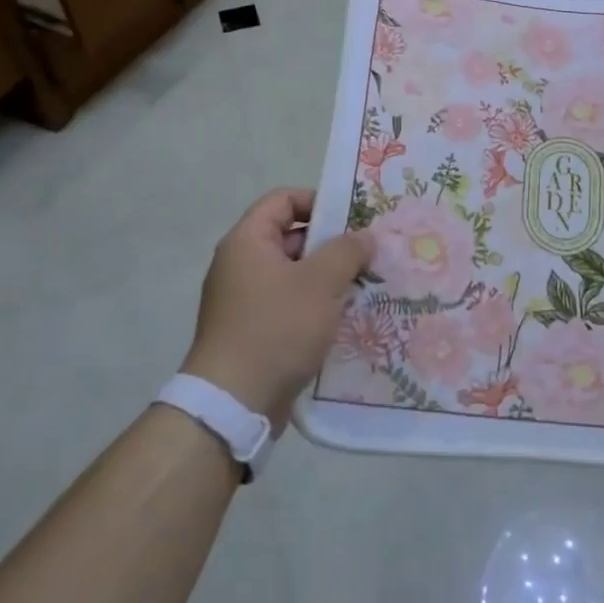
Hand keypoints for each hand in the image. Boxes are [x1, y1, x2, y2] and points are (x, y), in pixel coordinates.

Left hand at [183, 188, 372, 430]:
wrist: (234, 402)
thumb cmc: (277, 328)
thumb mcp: (321, 282)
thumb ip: (347, 251)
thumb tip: (364, 237)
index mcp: (248, 241)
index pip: (283, 200)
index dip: (319, 201)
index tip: (353, 220)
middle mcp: (241, 264)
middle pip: (291, 236)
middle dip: (332, 244)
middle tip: (369, 255)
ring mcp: (245, 299)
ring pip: (295, 274)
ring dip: (328, 277)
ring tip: (365, 286)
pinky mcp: (253, 330)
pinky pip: (290, 304)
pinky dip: (316, 305)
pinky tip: (345, 317)